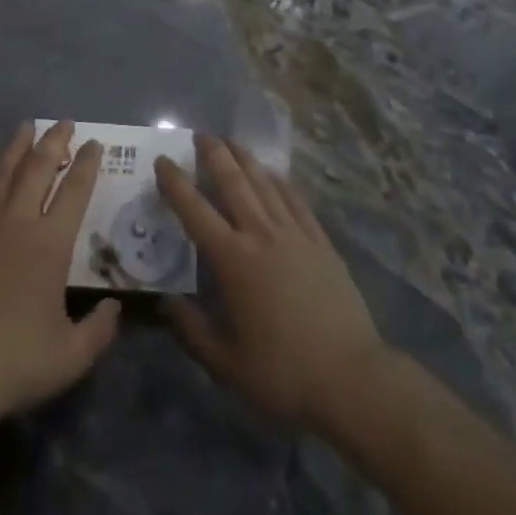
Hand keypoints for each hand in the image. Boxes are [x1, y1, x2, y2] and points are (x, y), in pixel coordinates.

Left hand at [0, 122, 120, 431]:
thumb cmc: (15, 362)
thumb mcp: (72, 356)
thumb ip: (99, 330)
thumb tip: (114, 308)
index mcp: (50, 244)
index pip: (75, 190)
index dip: (87, 164)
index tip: (94, 144)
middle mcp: (17, 223)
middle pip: (38, 168)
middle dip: (54, 141)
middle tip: (65, 123)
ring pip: (3, 173)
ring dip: (17, 147)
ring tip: (26, 127)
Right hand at [156, 135, 386, 432]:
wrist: (352, 379)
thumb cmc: (284, 375)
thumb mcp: (227, 366)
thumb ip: (192, 331)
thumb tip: (165, 301)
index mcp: (233, 261)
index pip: (195, 211)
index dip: (175, 183)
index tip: (163, 161)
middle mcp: (261, 235)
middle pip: (233, 182)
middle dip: (213, 154)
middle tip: (199, 135)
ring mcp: (295, 234)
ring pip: (264, 182)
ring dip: (245, 158)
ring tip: (230, 141)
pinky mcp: (321, 242)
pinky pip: (295, 200)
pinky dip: (280, 181)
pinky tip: (273, 173)